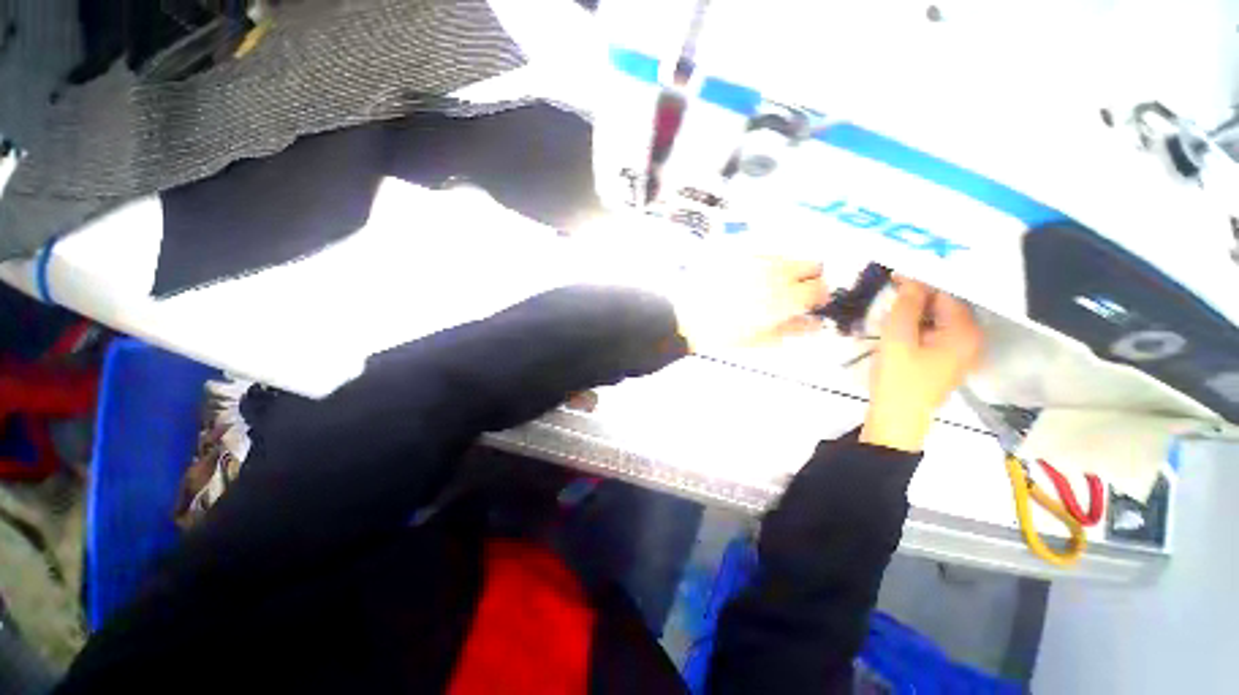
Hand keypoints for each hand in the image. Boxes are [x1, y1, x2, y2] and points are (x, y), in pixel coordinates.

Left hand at [672, 256, 826, 351]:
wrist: (687, 317)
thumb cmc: (721, 333)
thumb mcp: (760, 339)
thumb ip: (793, 330)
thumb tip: (814, 324)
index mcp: (783, 298)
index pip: (820, 289)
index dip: (820, 297)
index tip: (812, 304)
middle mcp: (775, 273)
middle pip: (813, 264)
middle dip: (810, 279)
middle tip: (794, 294)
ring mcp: (757, 258)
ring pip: (789, 255)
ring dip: (789, 269)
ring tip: (768, 287)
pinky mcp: (740, 251)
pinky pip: (765, 251)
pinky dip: (767, 263)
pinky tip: (750, 278)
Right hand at [861, 279, 982, 452]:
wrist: (897, 418)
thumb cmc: (898, 379)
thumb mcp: (897, 338)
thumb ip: (905, 305)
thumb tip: (910, 277)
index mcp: (964, 332)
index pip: (947, 293)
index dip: (921, 280)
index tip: (894, 274)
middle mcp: (971, 337)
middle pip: (946, 304)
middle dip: (918, 295)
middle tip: (890, 291)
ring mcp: (960, 349)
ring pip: (938, 317)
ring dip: (915, 309)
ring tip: (891, 308)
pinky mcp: (947, 358)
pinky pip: (934, 331)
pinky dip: (917, 323)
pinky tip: (899, 325)